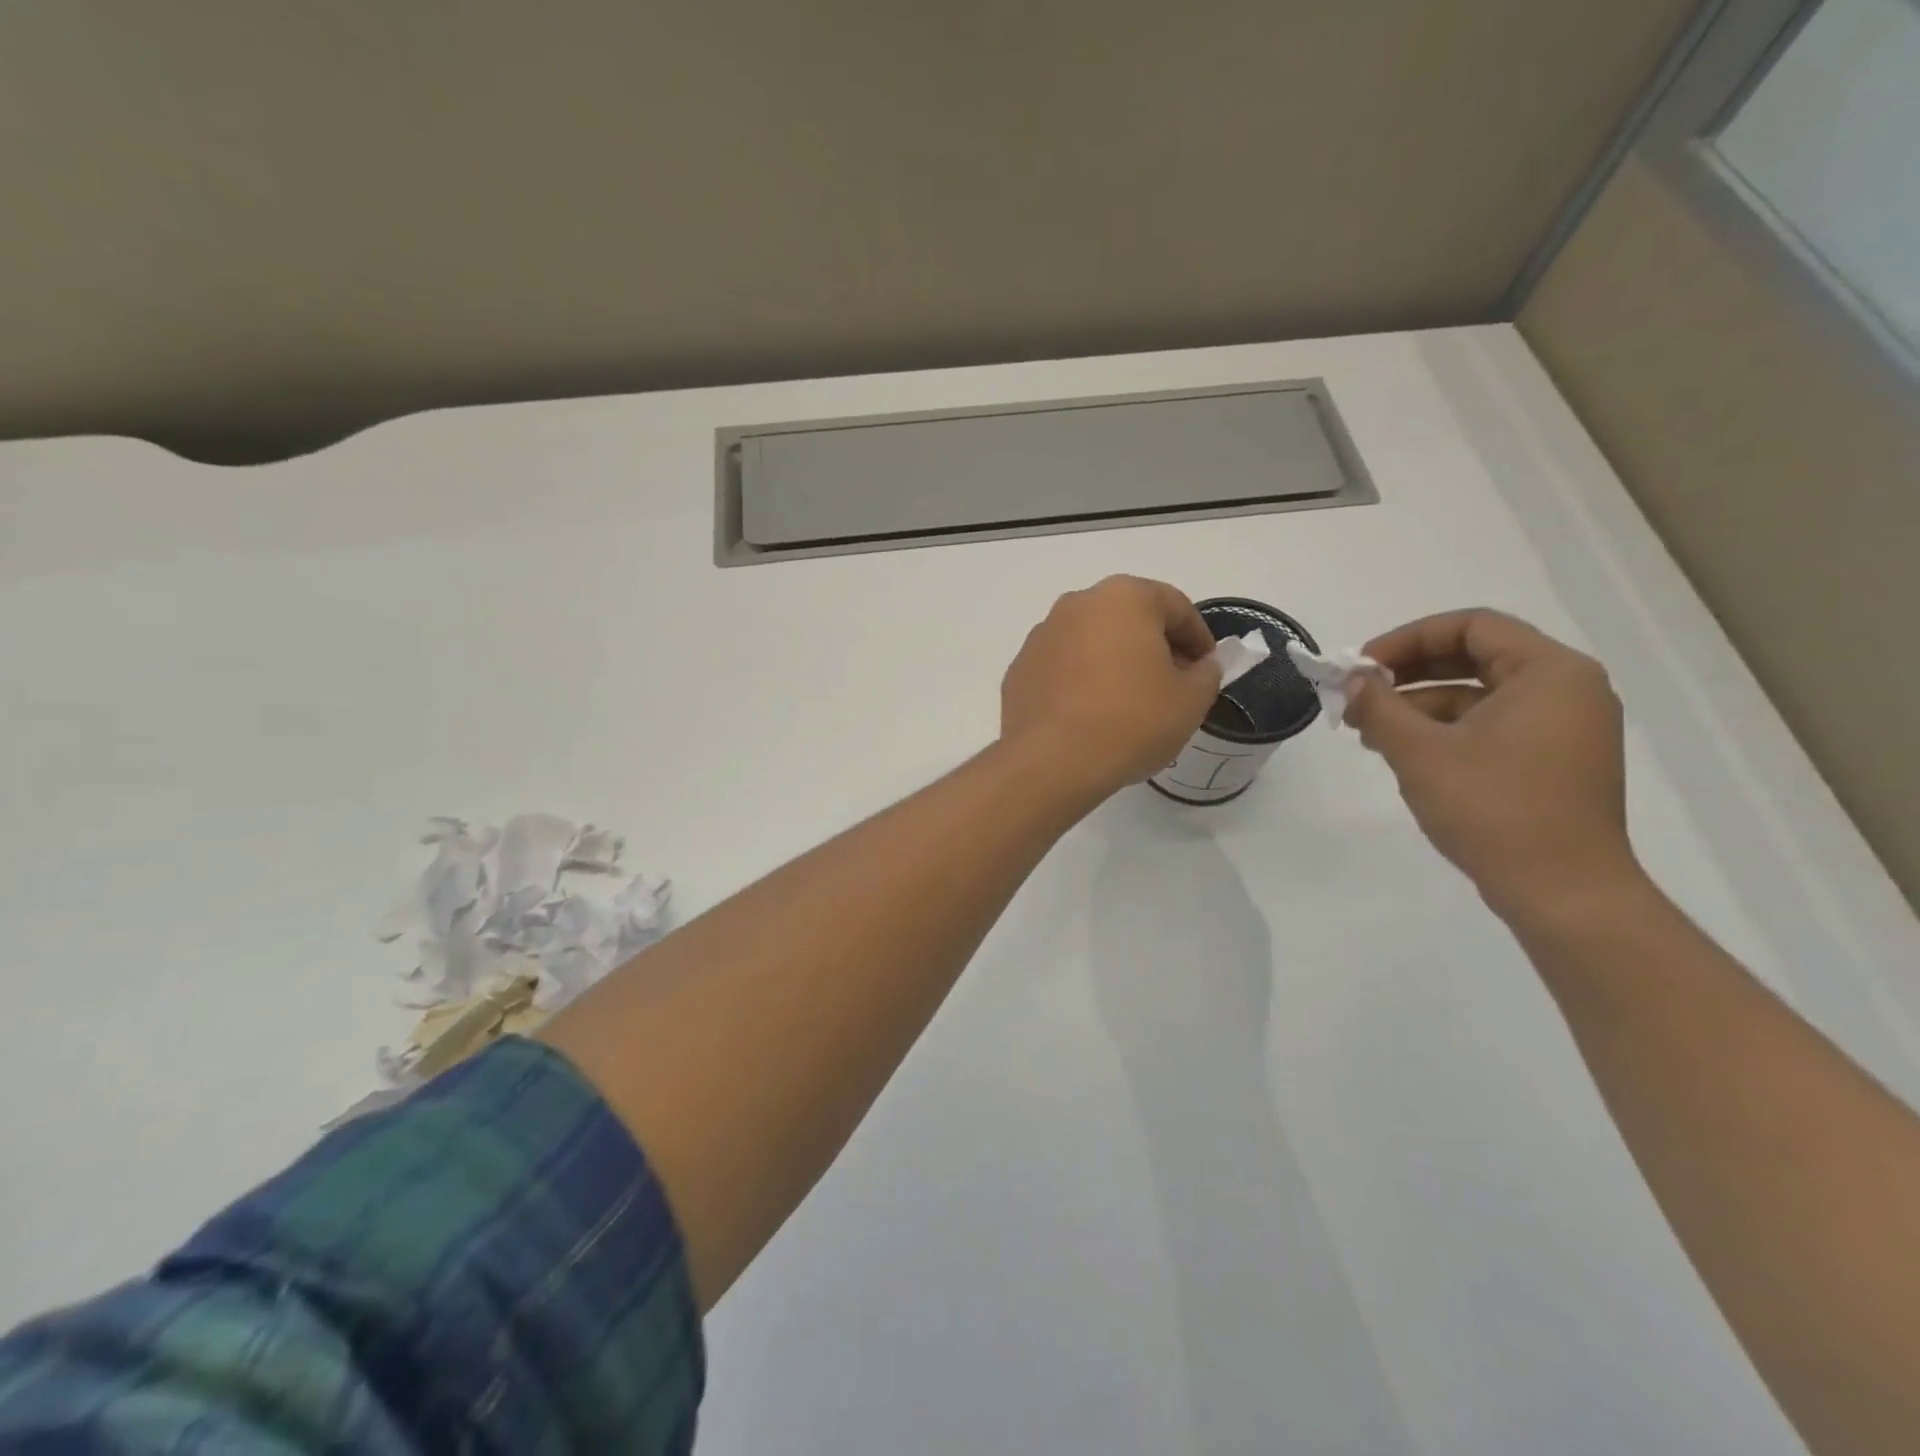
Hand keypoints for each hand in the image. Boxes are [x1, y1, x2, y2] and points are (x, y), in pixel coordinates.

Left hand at [1000, 575, 1221, 800]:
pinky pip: (1062, 668)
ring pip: (1091, 642)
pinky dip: (1080, 682)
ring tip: (1129, 704)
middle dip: (1154, 647)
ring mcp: (1041, 636)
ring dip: (1114, 662)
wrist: (1051, 762)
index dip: (1198, 639)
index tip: (1206, 669)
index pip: (1176, 607)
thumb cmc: (1131, 722)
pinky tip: (1090, 716)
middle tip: (1171, 686)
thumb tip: (1202, 664)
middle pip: (1129, 619)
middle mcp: (1077, 604)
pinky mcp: (1019, 669)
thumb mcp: (1190, 701)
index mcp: (1124, 598)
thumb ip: (1206, 673)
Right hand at [1344, 609, 1642, 922]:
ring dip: (1420, 706)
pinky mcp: (1554, 762)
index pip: (1471, 626)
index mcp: (1549, 672)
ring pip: (1479, 695)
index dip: (1407, 639)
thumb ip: (1380, 707)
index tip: (1362, 667)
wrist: (1563, 893)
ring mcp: (1564, 728)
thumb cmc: (1493, 809)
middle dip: (1409, 674)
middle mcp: (1566, 689)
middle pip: (1475, 656)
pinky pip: (1492, 726)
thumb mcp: (1421, 752)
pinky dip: (1446, 731)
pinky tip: (1404, 754)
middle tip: (1360, 696)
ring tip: (1370, 733)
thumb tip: (1353, 681)